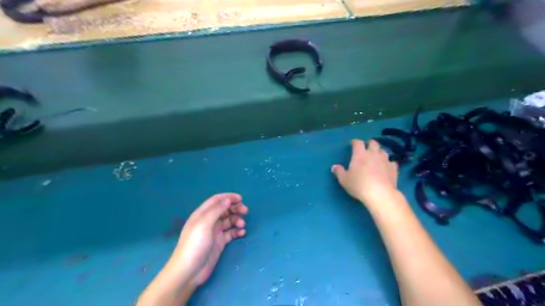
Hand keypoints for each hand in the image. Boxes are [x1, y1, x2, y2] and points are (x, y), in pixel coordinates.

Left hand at [169, 194, 248, 286]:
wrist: (189, 272)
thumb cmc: (195, 245)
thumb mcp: (204, 224)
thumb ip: (216, 210)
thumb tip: (228, 200)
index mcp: (202, 214)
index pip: (216, 200)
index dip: (228, 197)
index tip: (241, 198)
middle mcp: (208, 221)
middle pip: (224, 209)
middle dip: (235, 208)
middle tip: (245, 211)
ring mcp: (214, 232)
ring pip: (228, 220)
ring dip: (237, 220)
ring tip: (242, 225)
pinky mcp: (219, 242)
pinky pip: (230, 233)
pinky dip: (236, 231)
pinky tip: (242, 233)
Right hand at [330, 139, 399, 205]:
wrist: (380, 194)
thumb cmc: (359, 185)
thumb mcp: (344, 180)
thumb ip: (339, 172)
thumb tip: (334, 167)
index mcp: (360, 154)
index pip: (358, 142)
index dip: (355, 142)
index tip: (352, 144)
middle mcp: (373, 154)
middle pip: (373, 143)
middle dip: (369, 144)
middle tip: (366, 149)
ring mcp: (385, 160)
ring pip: (383, 151)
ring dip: (379, 152)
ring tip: (376, 157)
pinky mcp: (393, 169)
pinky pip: (392, 162)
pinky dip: (388, 163)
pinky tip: (386, 167)